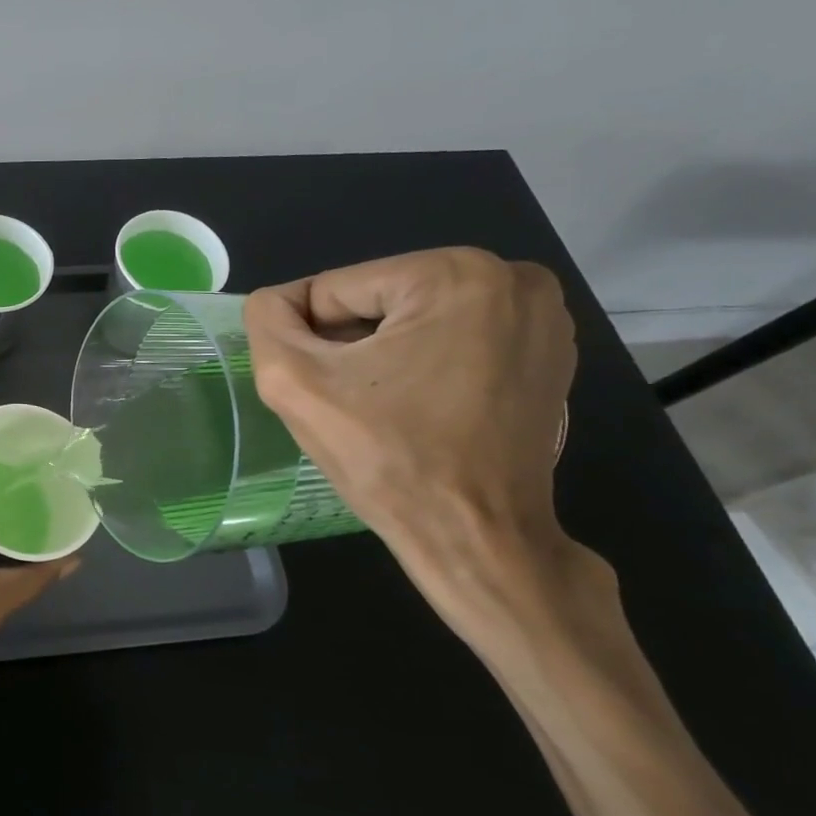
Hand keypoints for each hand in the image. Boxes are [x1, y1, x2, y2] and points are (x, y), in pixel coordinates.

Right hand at [245, 248, 608, 653]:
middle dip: (348, 346)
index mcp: (454, 273)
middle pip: (376, 300)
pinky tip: (419, 410)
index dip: (309, 340)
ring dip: (381, 356)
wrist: (477, 541)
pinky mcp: (549, 356)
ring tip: (383, 409)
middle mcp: (511, 279)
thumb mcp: (293, 382)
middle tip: (350, 403)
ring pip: (411, 319)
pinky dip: (422, 367)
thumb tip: (276, 304)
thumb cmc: (388, 459)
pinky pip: (451, 340)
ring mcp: (542, 318)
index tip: (322, 390)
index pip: (334, 289)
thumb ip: (266, 321)